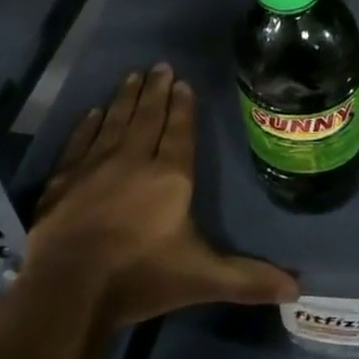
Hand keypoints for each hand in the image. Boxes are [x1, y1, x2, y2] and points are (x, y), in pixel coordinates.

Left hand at [26, 65, 297, 325]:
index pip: (179, 131)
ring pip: (114, 124)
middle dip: (155, 91)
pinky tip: (92, 113)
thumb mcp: (202, 278)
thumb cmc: (141, 277)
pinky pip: (78, 145)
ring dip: (125, 99)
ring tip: (132, 76)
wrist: (67, 293)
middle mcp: (133, 162)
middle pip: (147, 118)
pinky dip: (86, 127)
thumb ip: (247, 279)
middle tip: (159, 65)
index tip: (182, 82)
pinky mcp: (61, 185)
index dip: (183, 106)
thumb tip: (298, 289)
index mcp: (170, 177)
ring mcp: (93, 170)